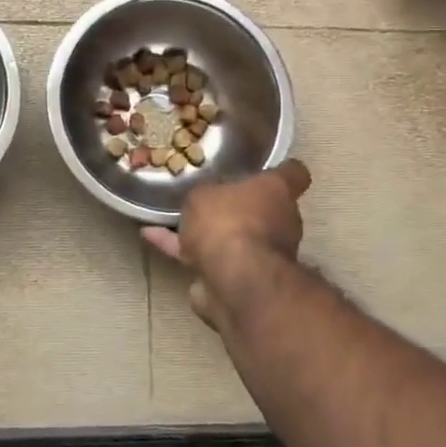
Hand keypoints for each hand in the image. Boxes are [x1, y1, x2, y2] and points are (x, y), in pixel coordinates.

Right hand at [141, 160, 310, 332]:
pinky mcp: (237, 279)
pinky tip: (152, 236)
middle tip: (208, 197)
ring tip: (171, 218)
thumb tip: (209, 199)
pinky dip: (182, 250)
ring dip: (208, 233)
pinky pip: (206, 258)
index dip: (282, 169)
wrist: (233, 279)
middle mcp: (279, 223)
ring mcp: (261, 255)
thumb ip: (208, 193)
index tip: (266, 167)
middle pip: (263, 209)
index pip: (293, 174)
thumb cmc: (228, 220)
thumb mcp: (206, 192)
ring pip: (233, 237)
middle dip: (239, 207)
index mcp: (278, 193)